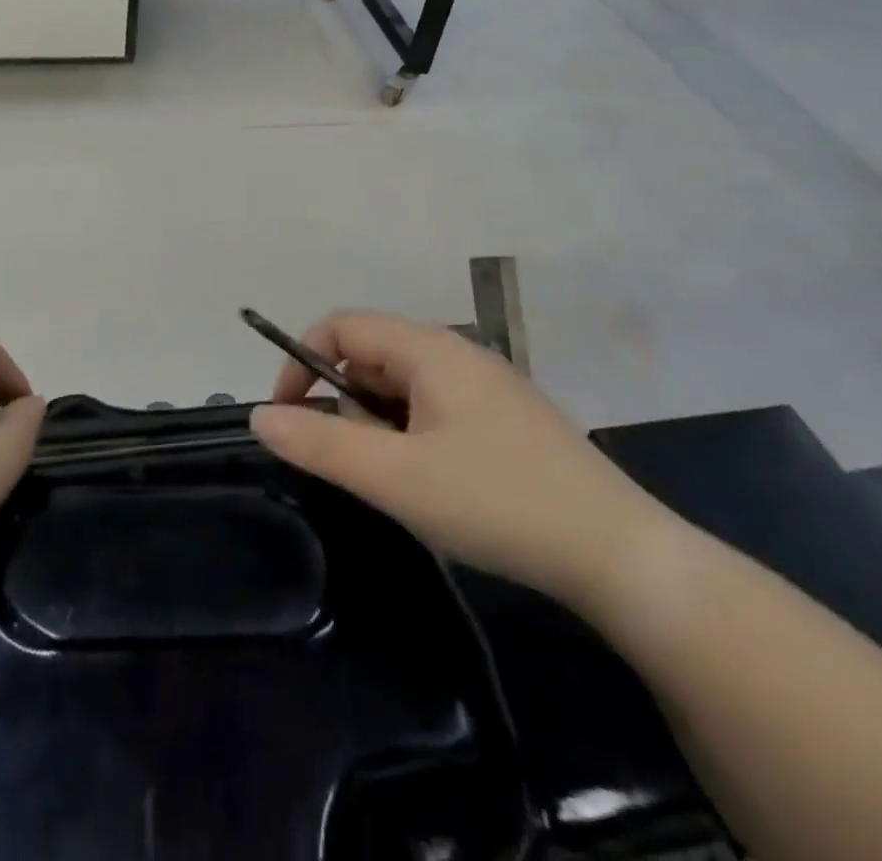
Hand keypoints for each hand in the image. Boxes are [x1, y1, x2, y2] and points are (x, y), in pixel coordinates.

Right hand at [250, 311, 667, 607]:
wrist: (621, 556)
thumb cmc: (497, 503)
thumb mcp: (396, 478)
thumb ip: (321, 445)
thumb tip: (260, 416)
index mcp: (430, 349)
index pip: (342, 325)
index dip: (301, 360)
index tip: (287, 415)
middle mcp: (457, 353)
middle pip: (372, 354)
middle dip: (343, 400)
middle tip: (348, 462)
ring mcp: (486, 386)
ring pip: (403, 385)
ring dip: (377, 422)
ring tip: (393, 480)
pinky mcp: (505, 419)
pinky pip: (434, 408)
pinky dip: (410, 435)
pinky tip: (431, 484)